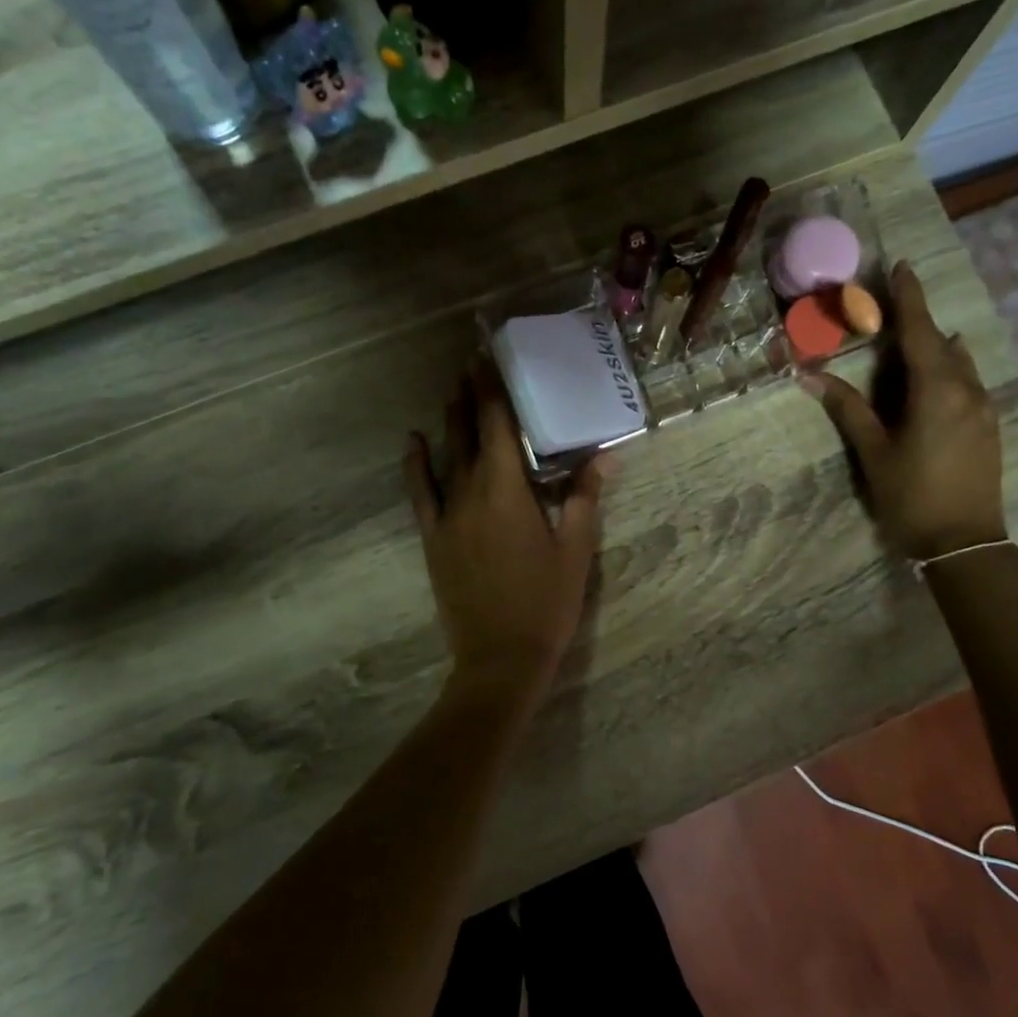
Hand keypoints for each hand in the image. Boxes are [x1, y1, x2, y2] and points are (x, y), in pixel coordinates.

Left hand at [403, 367, 605, 706]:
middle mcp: (470, 492)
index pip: (499, 426)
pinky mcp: (434, 539)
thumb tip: (604, 454)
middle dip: (471, 396)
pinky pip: (420, 492)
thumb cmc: (545, 603)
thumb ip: (584, 497)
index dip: (493, 390)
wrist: (500, 658)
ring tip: (452, 390)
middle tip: (471, 362)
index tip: (488, 358)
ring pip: (446, 456)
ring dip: (450, 421)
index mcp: (507, 491)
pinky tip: (413, 441)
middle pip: (469, 433)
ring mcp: (447, 516)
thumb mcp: (574, 550)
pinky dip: (415, 464)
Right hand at [802, 261, 1006, 559]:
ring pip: (959, 363)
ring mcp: (983, 408)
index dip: (909, 298)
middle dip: (918, 322)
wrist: (964, 543)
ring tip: (914, 342)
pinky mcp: (989, 427)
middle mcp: (966, 389)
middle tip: (893, 308)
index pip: (920, 331)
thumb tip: (811, 376)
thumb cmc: (912, 496)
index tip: (900, 267)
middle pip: (941, 343)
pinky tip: (938, 378)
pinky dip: (949, 370)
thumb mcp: (874, 452)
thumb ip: (848, 409)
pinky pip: (968, 383)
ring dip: (936, 347)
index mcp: (936, 389)